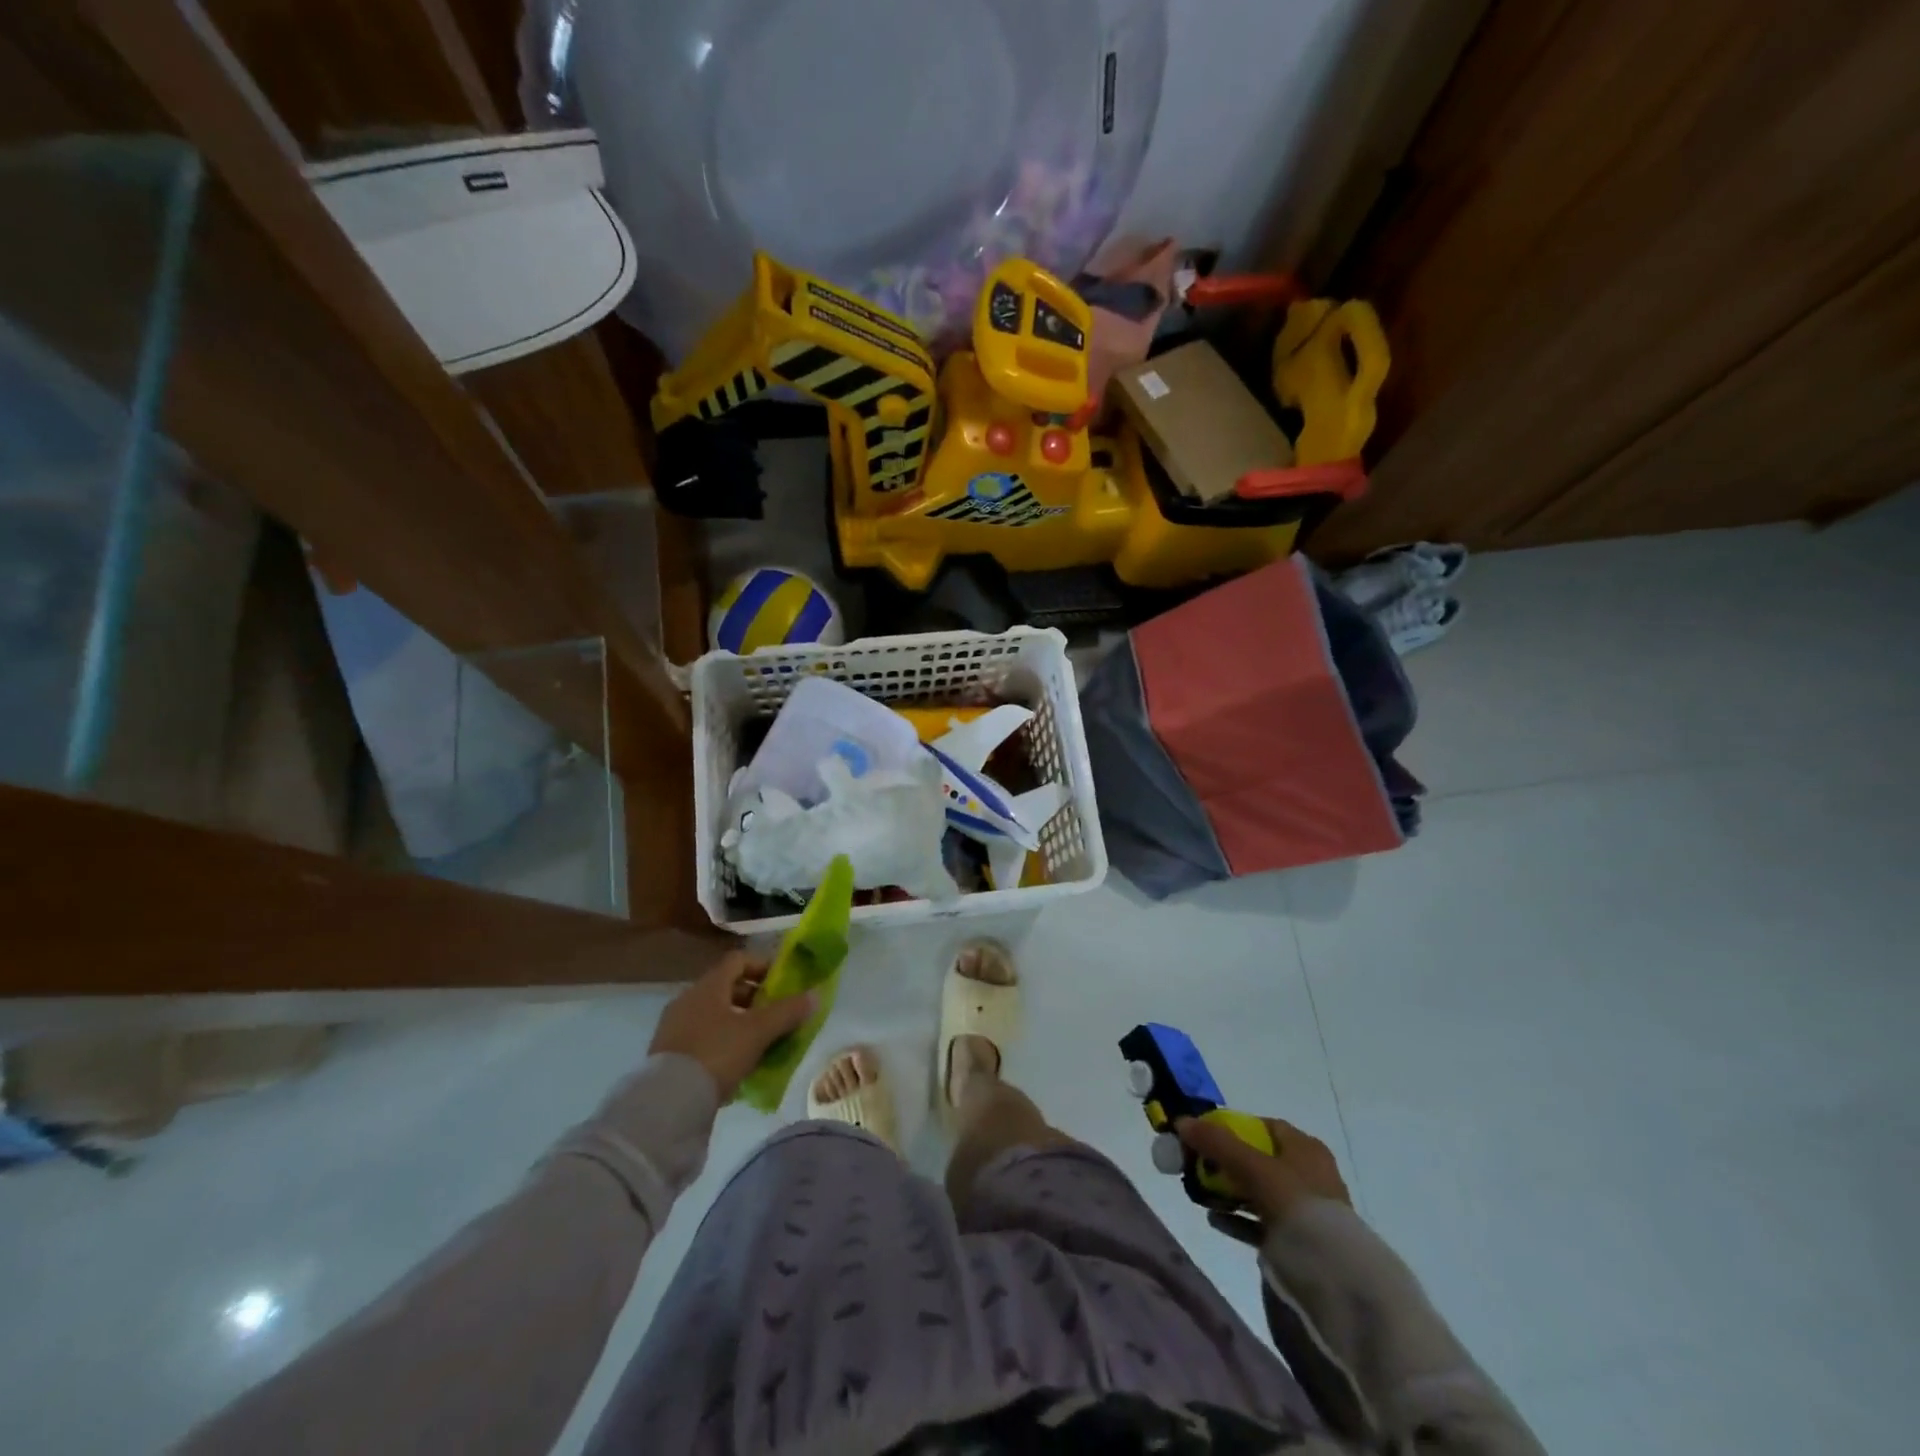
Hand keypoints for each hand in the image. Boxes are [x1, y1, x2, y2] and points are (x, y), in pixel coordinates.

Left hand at [649, 951, 815, 1100]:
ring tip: (759, 1042)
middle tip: (774, 1014)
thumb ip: (787, 1012)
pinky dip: (721, 1042)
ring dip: (738, 1022)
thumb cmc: (716, 1054)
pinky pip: (701, 1037)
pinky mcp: (667, 1054)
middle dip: (753, 998)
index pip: (738, 960)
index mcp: (708, 986)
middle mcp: (687, 999)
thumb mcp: (758, 1032)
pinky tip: (735, 1063)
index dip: (763, 966)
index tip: (782, 982)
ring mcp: (673, 1027)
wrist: (667, 1103)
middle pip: (726, 988)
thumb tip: (815, 995)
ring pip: (713, 1014)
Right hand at [1176, 1116, 1350, 1239]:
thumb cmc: (1295, 1203)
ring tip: (1201, 1194)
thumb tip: (1181, 1121)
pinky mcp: (1299, 1240)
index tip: (1208, 1136)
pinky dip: (1238, 1218)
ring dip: (1230, 1191)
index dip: (1235, 1127)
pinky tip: (1214, 1219)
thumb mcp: (1252, 1165)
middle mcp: (1309, 1173)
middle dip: (1227, 1162)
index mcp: (1306, 1148)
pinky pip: (1261, 1222)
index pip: (1265, 1126)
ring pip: (1259, 1191)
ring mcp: (1305, 1209)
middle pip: (1259, 1159)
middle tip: (1199, 1166)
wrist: (1333, 1273)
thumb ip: (1217, 1142)